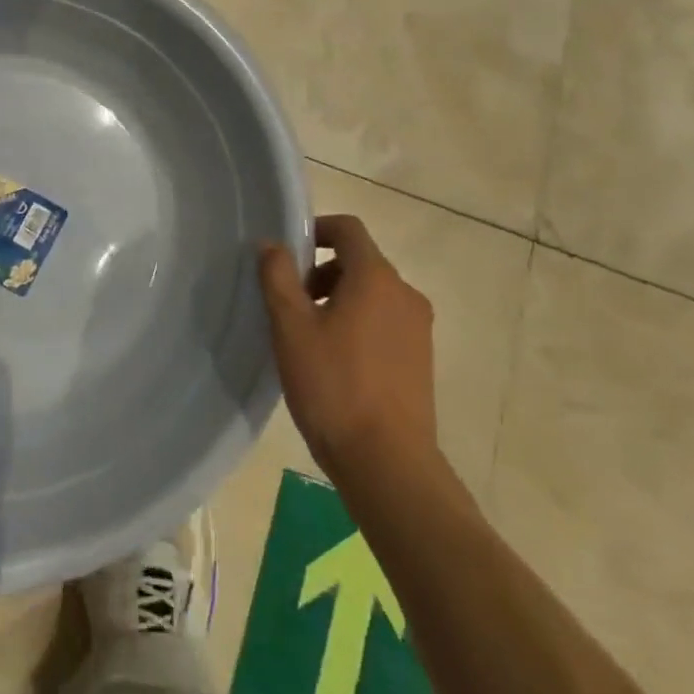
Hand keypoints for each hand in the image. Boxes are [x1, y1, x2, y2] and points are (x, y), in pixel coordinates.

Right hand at [259, 214, 437, 479]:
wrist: (388, 464)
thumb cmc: (334, 388)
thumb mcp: (292, 329)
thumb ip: (278, 277)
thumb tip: (272, 244)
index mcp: (376, 277)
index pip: (348, 229)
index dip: (316, 230)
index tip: (290, 255)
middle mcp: (405, 293)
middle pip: (360, 261)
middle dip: (323, 271)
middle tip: (292, 303)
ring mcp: (418, 327)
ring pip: (373, 292)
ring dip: (340, 298)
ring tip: (310, 336)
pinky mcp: (421, 358)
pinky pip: (385, 321)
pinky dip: (359, 323)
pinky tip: (336, 362)